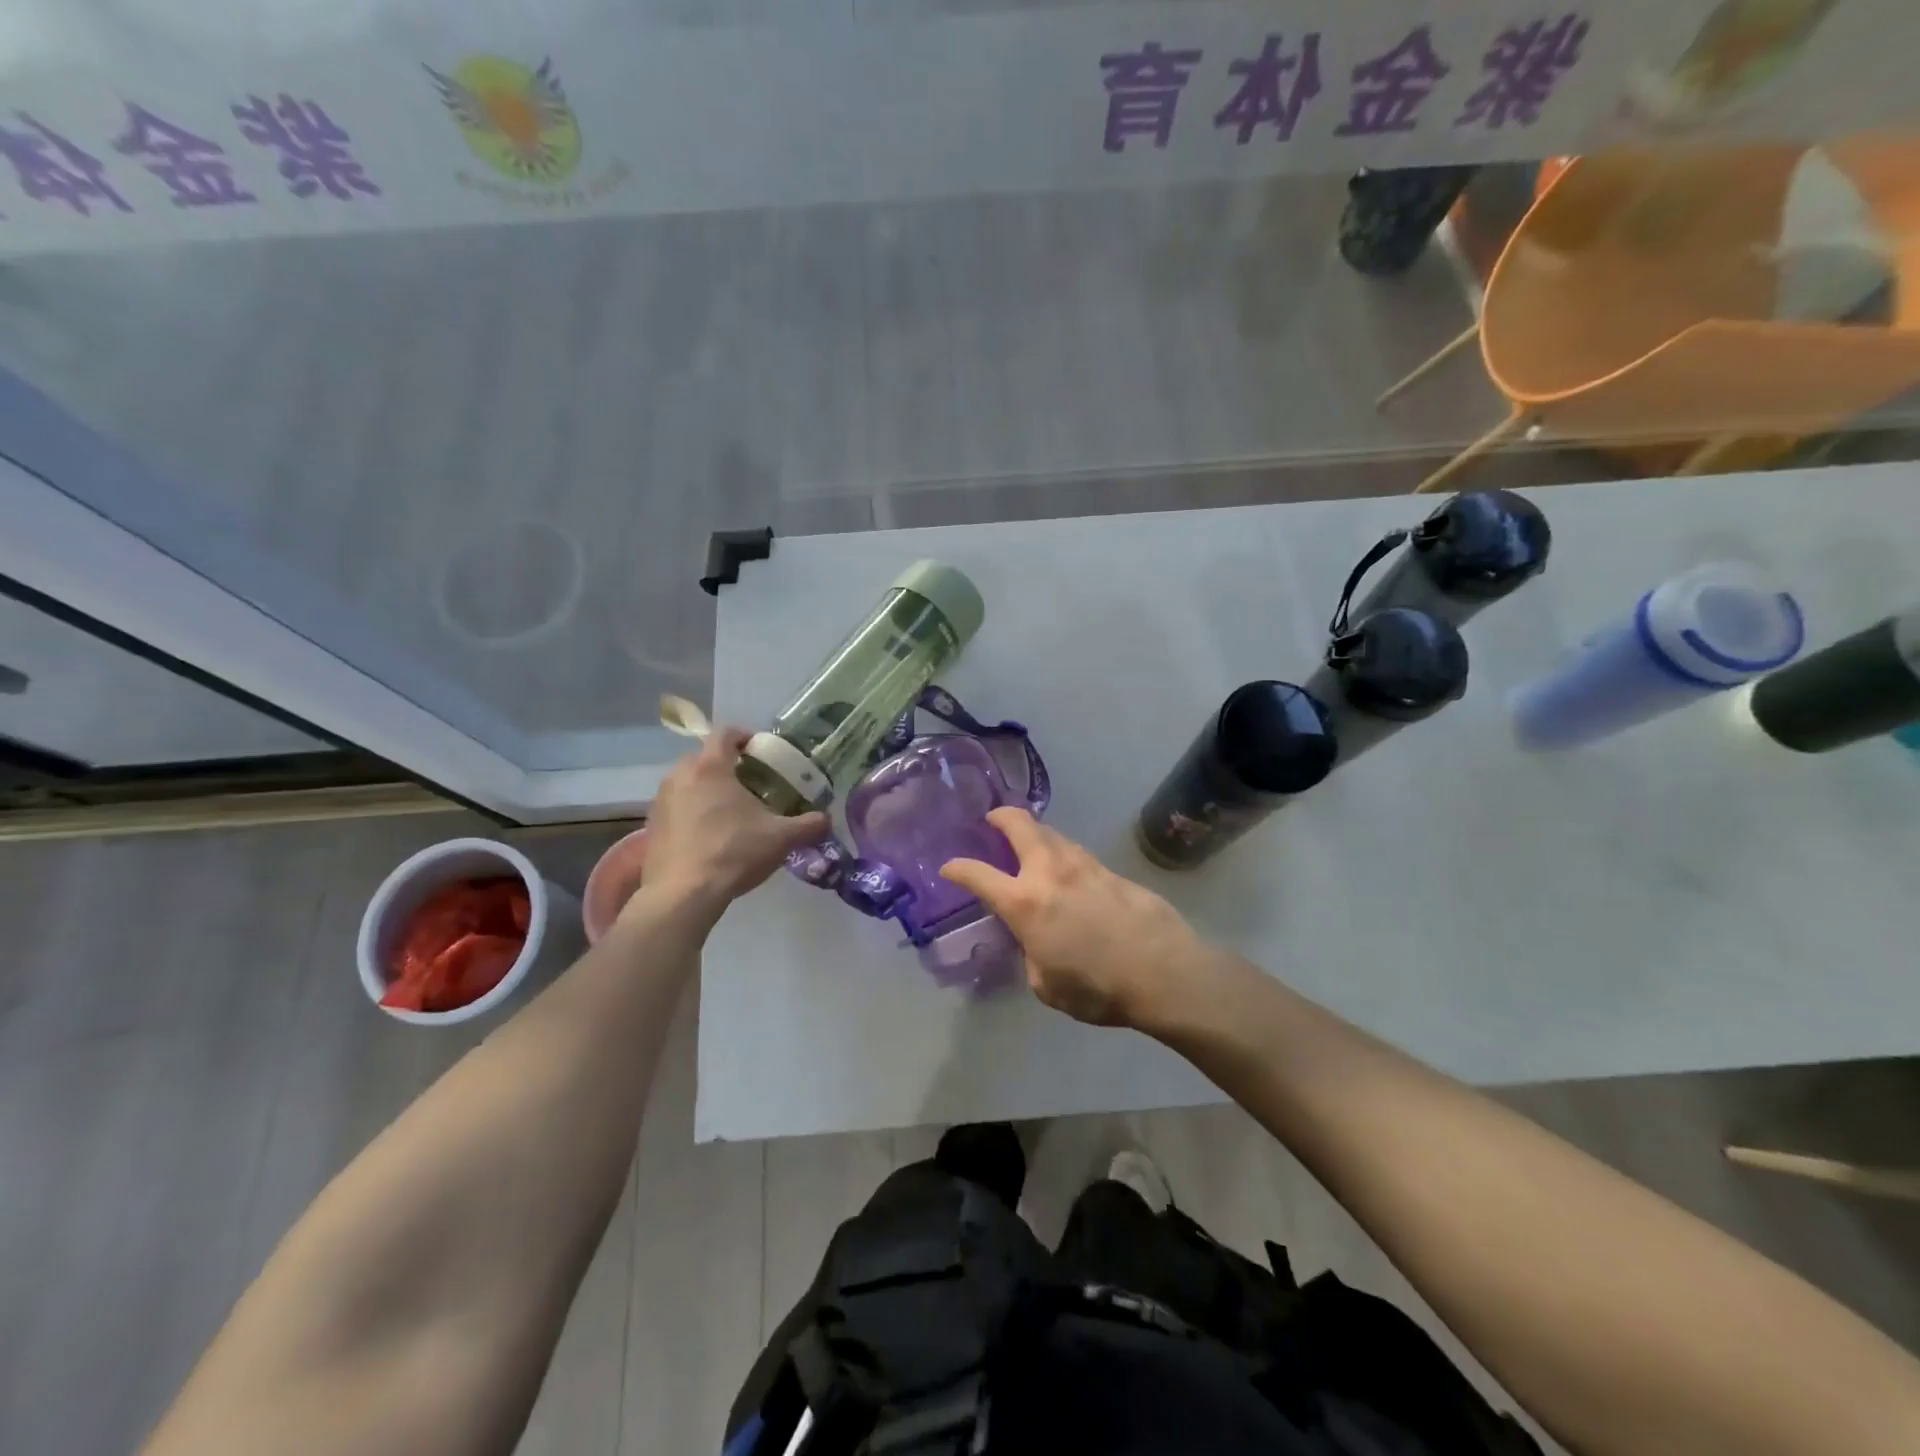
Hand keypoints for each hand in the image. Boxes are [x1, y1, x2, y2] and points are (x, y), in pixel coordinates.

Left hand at [636, 729, 828, 919]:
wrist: (682, 895)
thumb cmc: (733, 853)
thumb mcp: (781, 838)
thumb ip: (809, 824)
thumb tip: (826, 819)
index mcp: (710, 766)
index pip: (726, 733)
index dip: (746, 737)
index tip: (762, 751)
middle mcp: (680, 775)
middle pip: (705, 756)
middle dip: (728, 766)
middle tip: (752, 784)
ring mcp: (661, 800)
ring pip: (689, 782)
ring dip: (708, 789)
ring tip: (731, 811)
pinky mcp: (651, 825)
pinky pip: (677, 806)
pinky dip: (693, 811)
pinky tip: (710, 835)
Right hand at [941, 808, 1210, 1028]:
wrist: (1163, 972)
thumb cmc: (1097, 988)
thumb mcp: (1047, 986)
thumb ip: (1032, 957)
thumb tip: (1036, 944)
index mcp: (1024, 902)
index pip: (977, 875)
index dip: (957, 868)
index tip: (949, 868)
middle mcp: (1050, 872)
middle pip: (1019, 824)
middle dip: (1000, 816)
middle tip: (993, 821)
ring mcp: (1084, 865)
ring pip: (1052, 834)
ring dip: (1035, 833)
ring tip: (1031, 845)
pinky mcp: (1111, 870)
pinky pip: (1077, 853)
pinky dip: (1063, 854)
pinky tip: (1068, 871)